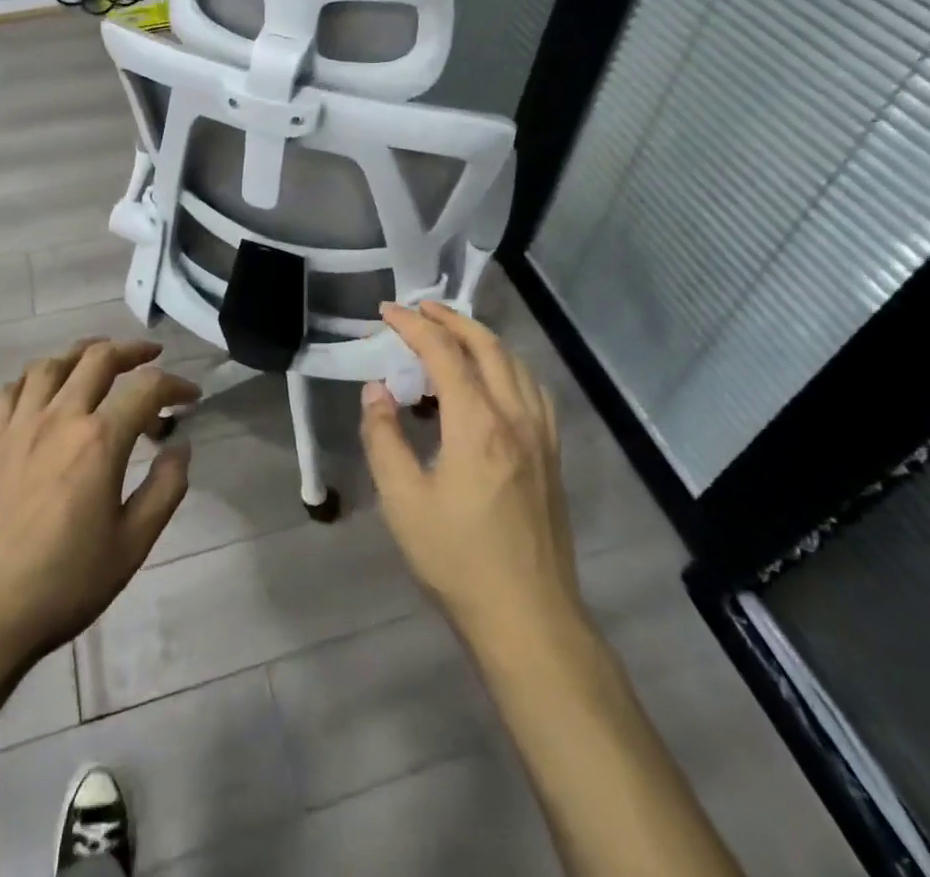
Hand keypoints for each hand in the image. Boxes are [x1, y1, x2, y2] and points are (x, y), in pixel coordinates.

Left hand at [0, 339, 197, 675]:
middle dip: (132, 349)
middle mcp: (60, 418)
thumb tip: (180, 447)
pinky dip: (35, 379)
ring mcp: (19, 426)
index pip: (147, 388)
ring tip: (99, 360)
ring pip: (51, 364)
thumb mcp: (131, 546)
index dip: (175, 384)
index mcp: (99, 440)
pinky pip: (12, 390)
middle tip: (151, 356)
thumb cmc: (63, 584)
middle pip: (98, 357)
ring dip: (81, 353)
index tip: (191, 396)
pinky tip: (44, 394)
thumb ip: (165, 489)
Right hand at [360, 303, 584, 650]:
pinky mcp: (551, 455)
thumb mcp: (403, 501)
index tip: (386, 314)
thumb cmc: (458, 560)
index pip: (444, 352)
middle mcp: (516, 416)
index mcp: (478, 423)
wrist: (529, 619)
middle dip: (451, 319)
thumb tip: (377, 390)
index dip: (413, 326)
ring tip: (451, 335)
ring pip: (515, 363)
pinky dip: (507, 366)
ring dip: (481, 338)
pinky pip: (532, 388)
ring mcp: (541, 435)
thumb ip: (384, 437)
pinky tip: (492, 380)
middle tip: (419, 309)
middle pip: (488, 345)